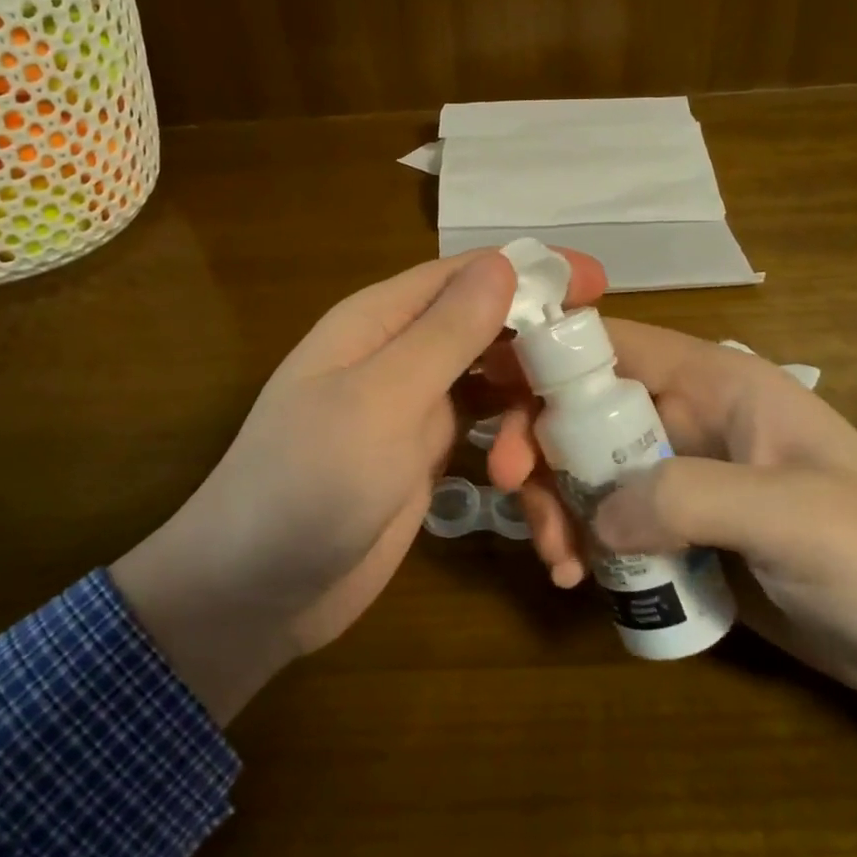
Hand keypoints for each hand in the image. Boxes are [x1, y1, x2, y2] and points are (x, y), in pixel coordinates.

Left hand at [111, 247, 604, 722]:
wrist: (256, 593)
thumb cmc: (308, 482)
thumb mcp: (381, 399)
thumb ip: (445, 333)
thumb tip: (504, 262)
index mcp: (380, 322)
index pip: (465, 275)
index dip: (532, 271)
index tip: (601, 283)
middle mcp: (399, 356)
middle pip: (488, 330)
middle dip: (542, 353)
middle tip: (601, 385)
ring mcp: (413, 410)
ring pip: (494, 388)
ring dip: (529, 418)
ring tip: (538, 468)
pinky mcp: (425, 460)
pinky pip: (486, 439)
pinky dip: (516, 457)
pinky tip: (537, 490)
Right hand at [487, 318, 856, 699]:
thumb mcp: (793, 516)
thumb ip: (687, 499)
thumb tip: (593, 516)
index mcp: (714, 383)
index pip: (611, 344)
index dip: (546, 356)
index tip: (491, 395)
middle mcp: (687, 419)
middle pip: (581, 410)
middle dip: (541, 448)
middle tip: (518, 497)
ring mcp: (681, 476)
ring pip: (586, 469)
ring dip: (556, 505)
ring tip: (559, 563)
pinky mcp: (682, 531)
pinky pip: (608, 521)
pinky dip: (581, 543)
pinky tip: (577, 578)